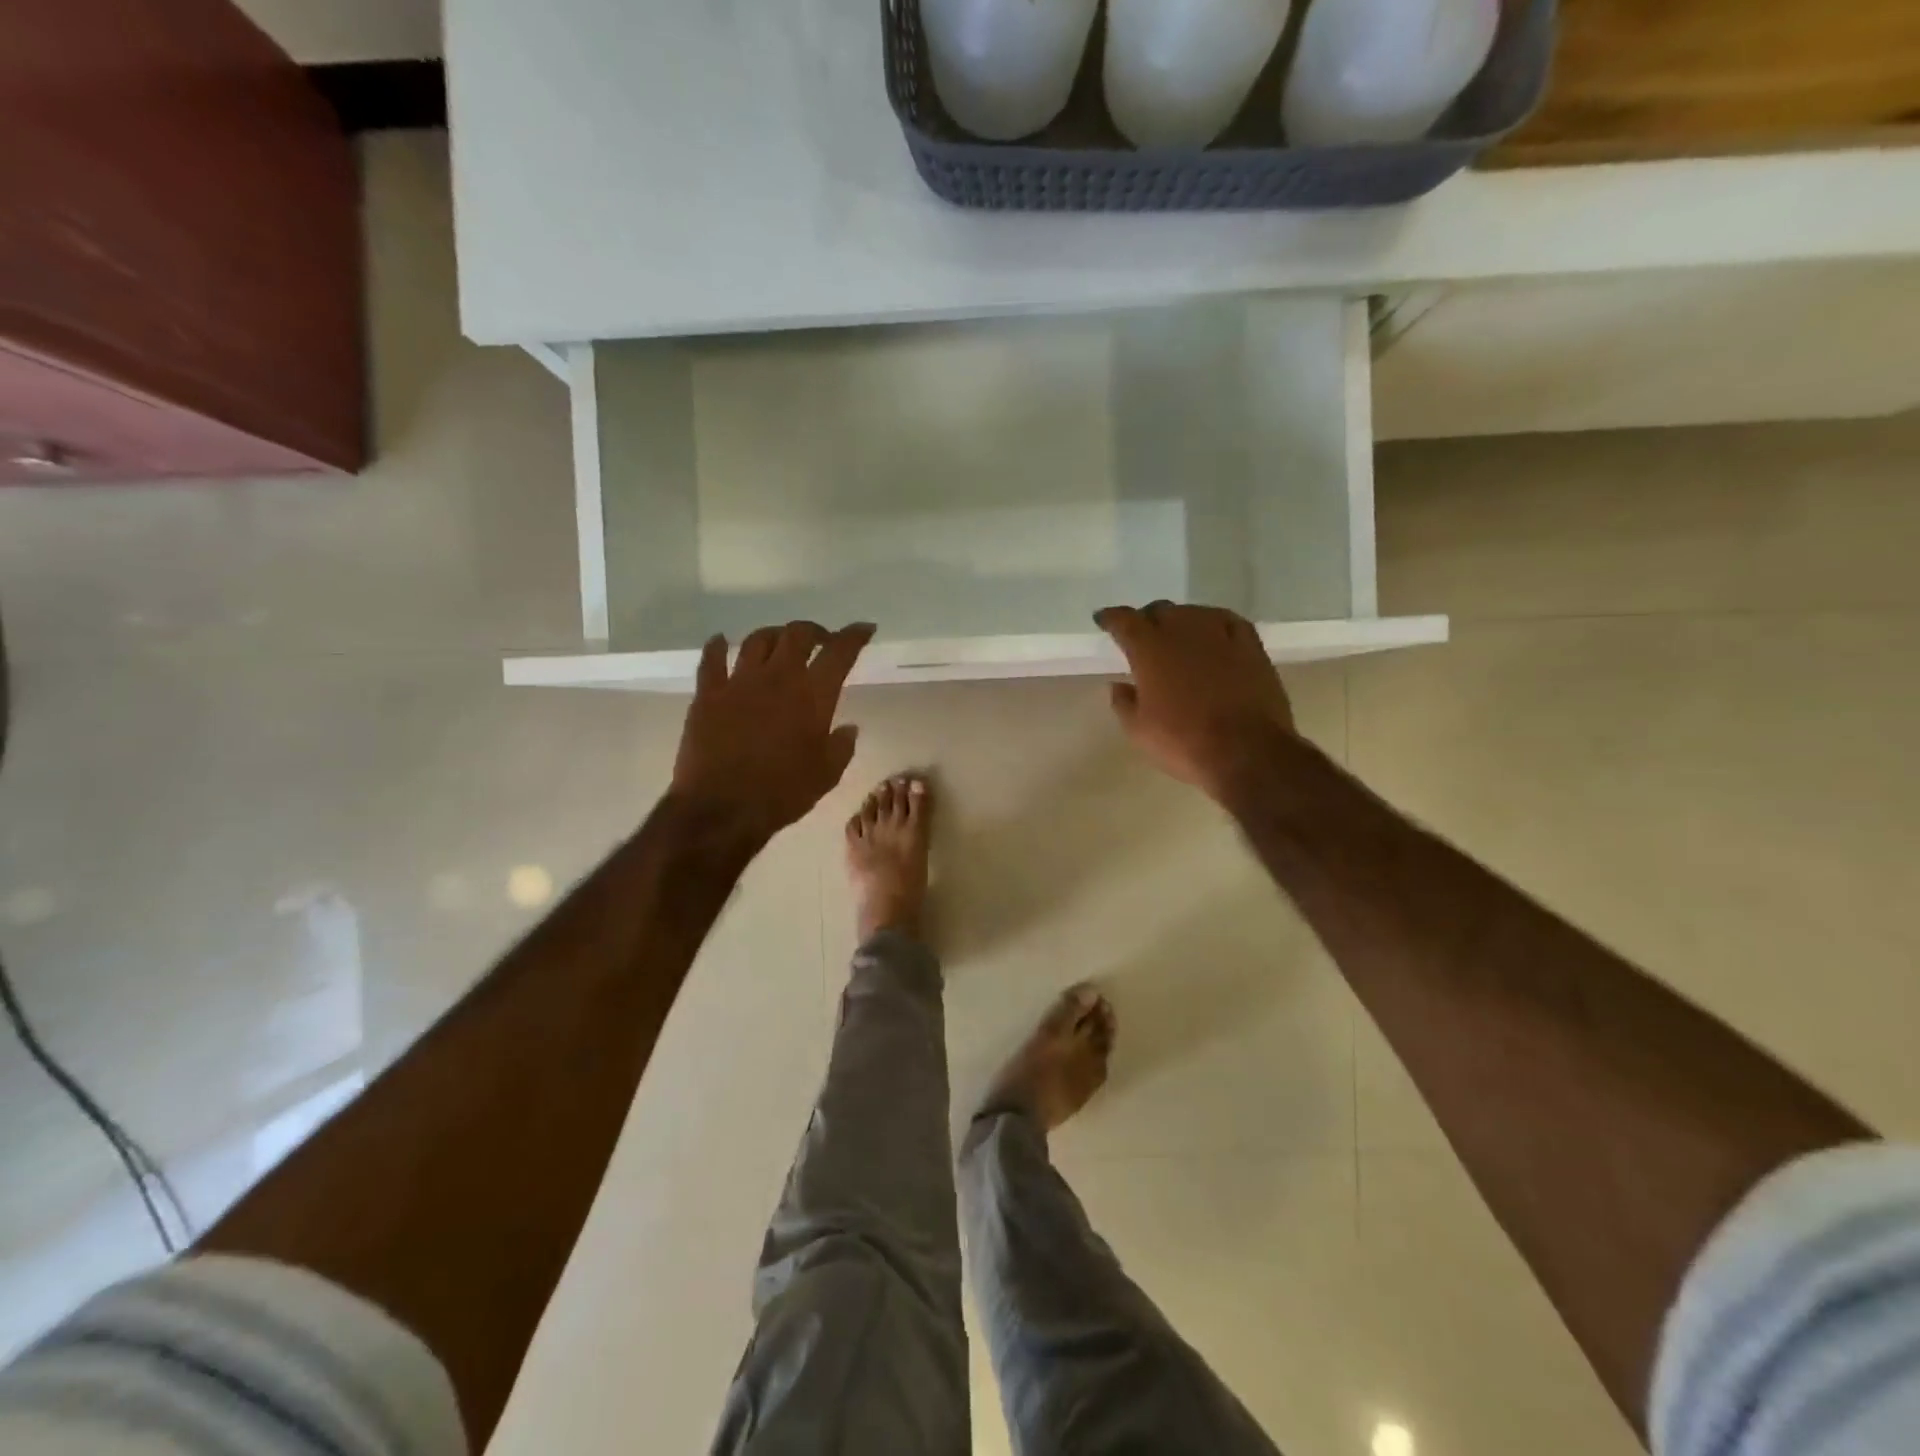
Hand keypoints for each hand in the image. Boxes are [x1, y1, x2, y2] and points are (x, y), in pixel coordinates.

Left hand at [672, 621, 874, 844]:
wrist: (722, 808)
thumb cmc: (782, 794)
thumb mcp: (826, 775)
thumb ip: (841, 746)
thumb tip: (848, 728)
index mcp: (813, 695)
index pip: (839, 652)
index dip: (854, 636)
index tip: (864, 629)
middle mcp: (778, 677)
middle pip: (797, 634)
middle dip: (814, 631)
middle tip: (822, 640)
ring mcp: (739, 682)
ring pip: (757, 640)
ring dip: (774, 635)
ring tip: (780, 642)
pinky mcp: (708, 694)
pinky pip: (711, 659)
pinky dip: (717, 646)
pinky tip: (720, 641)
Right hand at [1095, 602, 1293, 801]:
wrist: (1247, 752)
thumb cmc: (1183, 742)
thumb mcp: (1138, 731)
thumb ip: (1123, 703)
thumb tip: (1118, 685)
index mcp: (1149, 649)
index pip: (1124, 621)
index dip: (1111, 618)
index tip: (1104, 619)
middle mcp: (1183, 631)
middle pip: (1160, 610)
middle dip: (1147, 619)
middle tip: (1142, 635)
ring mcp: (1220, 634)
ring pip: (1193, 612)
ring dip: (1180, 620)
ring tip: (1177, 635)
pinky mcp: (1250, 645)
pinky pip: (1227, 621)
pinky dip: (1213, 622)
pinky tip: (1213, 632)